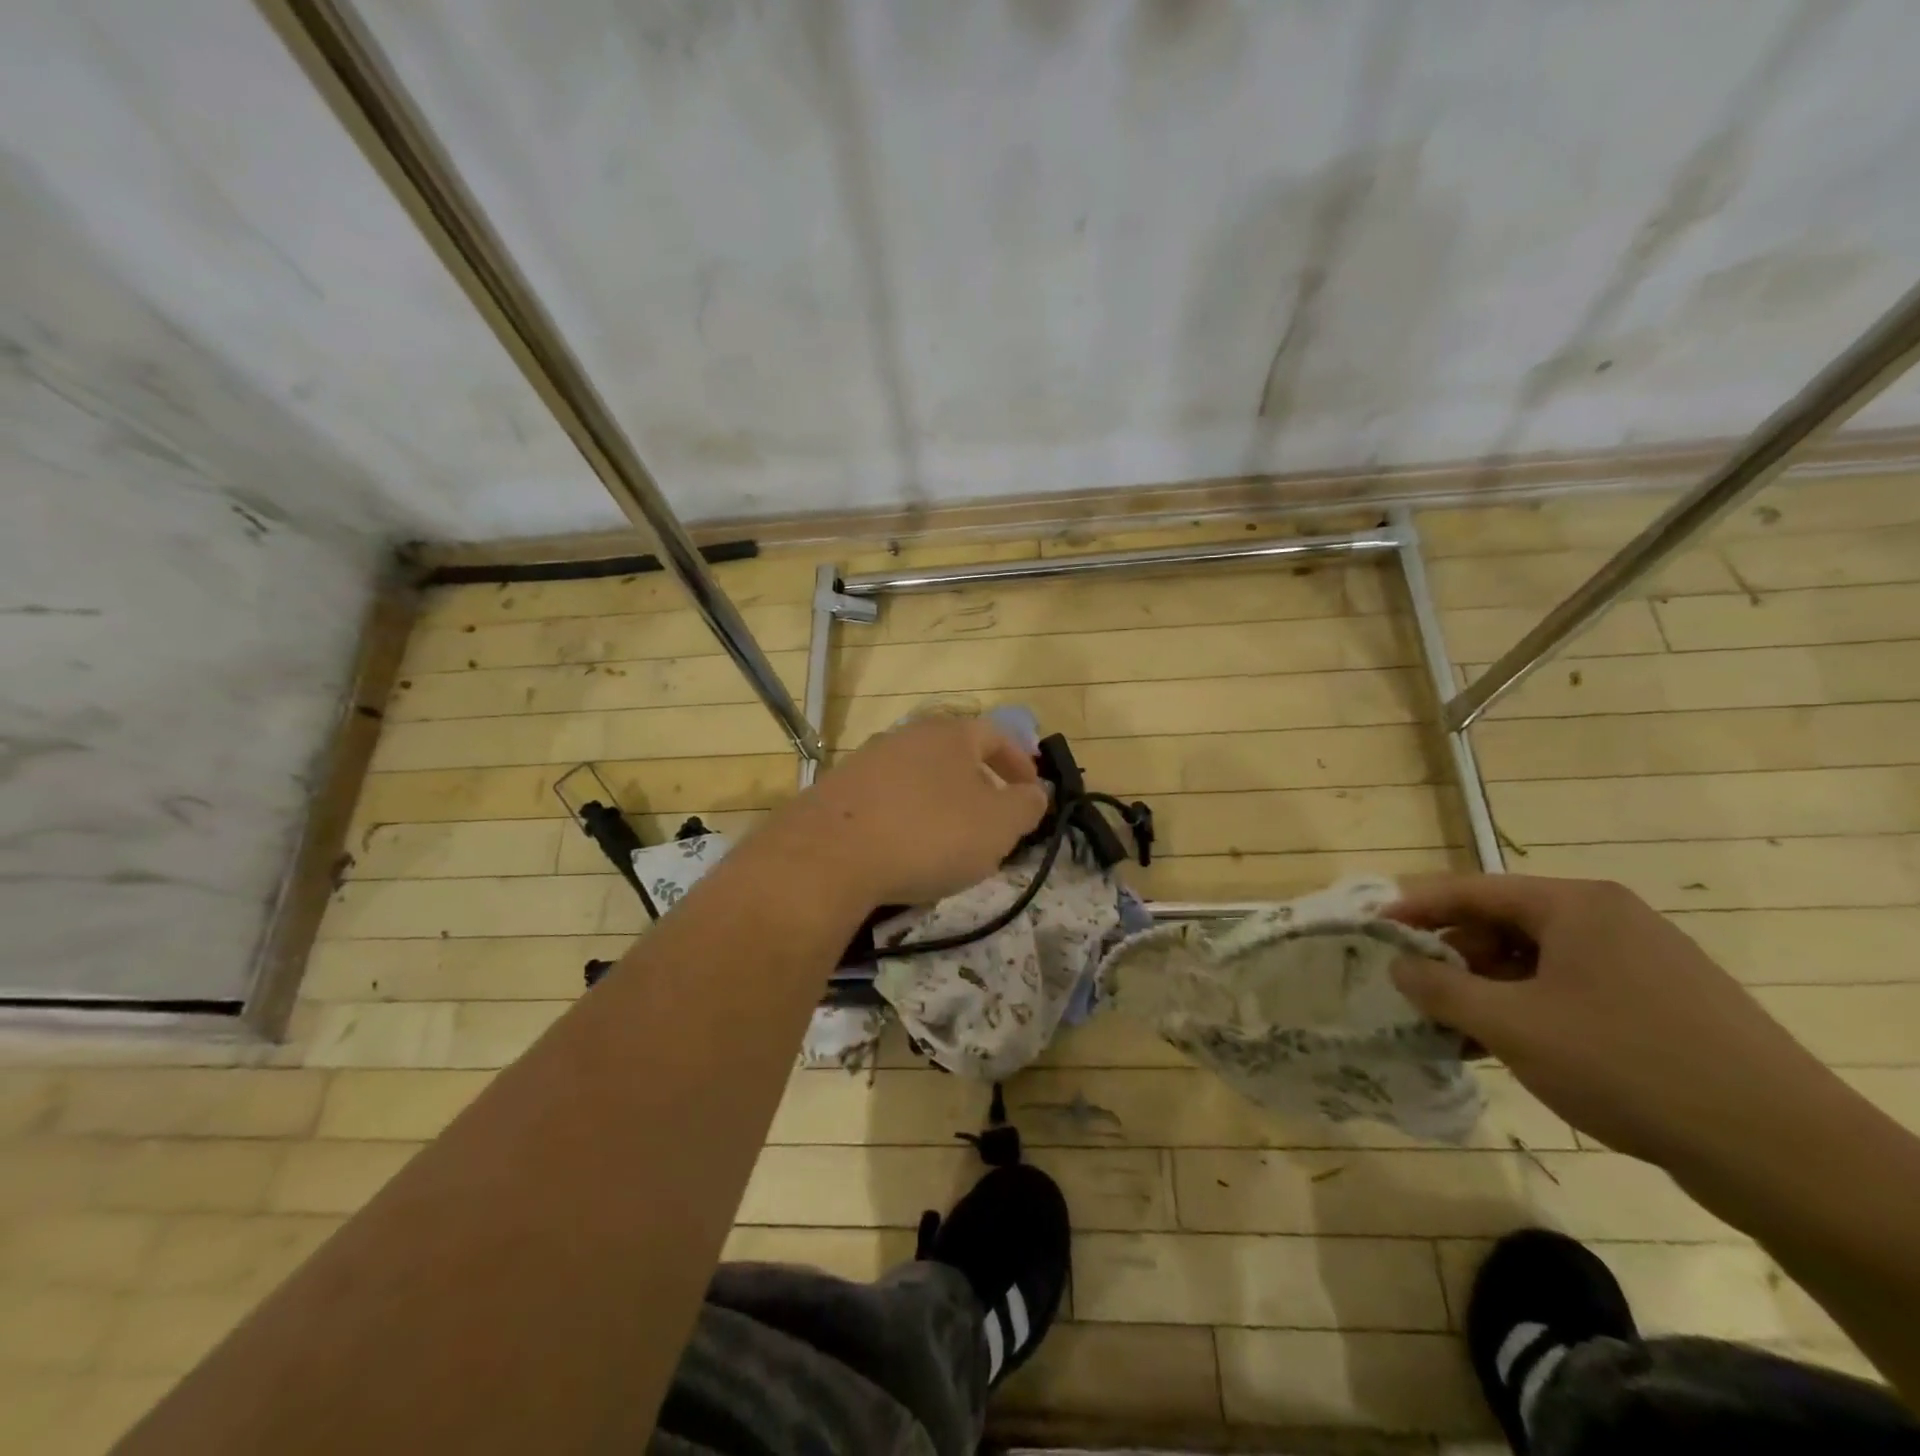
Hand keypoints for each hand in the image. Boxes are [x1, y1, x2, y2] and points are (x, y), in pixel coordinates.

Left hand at [762, 715, 1049, 909]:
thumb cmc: (929, 834)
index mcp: (950, 734)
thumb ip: (1026, 806)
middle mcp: (906, 736)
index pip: (997, 735)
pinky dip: (905, 818)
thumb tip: (1036, 793)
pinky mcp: (837, 792)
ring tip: (948, 841)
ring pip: (919, 777)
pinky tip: (903, 850)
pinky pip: (886, 800)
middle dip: (979, 785)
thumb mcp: (998, 826)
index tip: (1032, 792)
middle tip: (992, 821)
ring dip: (940, 803)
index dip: (1020, 762)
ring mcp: (866, 761)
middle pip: (954, 754)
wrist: (829, 856)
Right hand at [1386, 873, 1834, 1168]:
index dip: (1414, 909)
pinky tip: (1508, 1048)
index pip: (1471, 890)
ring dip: (1487, 990)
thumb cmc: (1626, 1065)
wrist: (1785, 1153)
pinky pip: (1573, 991)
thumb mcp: (1511, 1025)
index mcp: (1575, 905)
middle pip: (1503, 924)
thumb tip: (1399, 966)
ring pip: (1537, 962)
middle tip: (1413, 992)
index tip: (1372, 931)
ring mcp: (1643, 962)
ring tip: (1453, 1029)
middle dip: (1452, 958)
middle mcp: (1609, 920)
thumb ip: (1440, 988)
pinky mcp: (1664, 1005)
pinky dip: (1530, 1010)